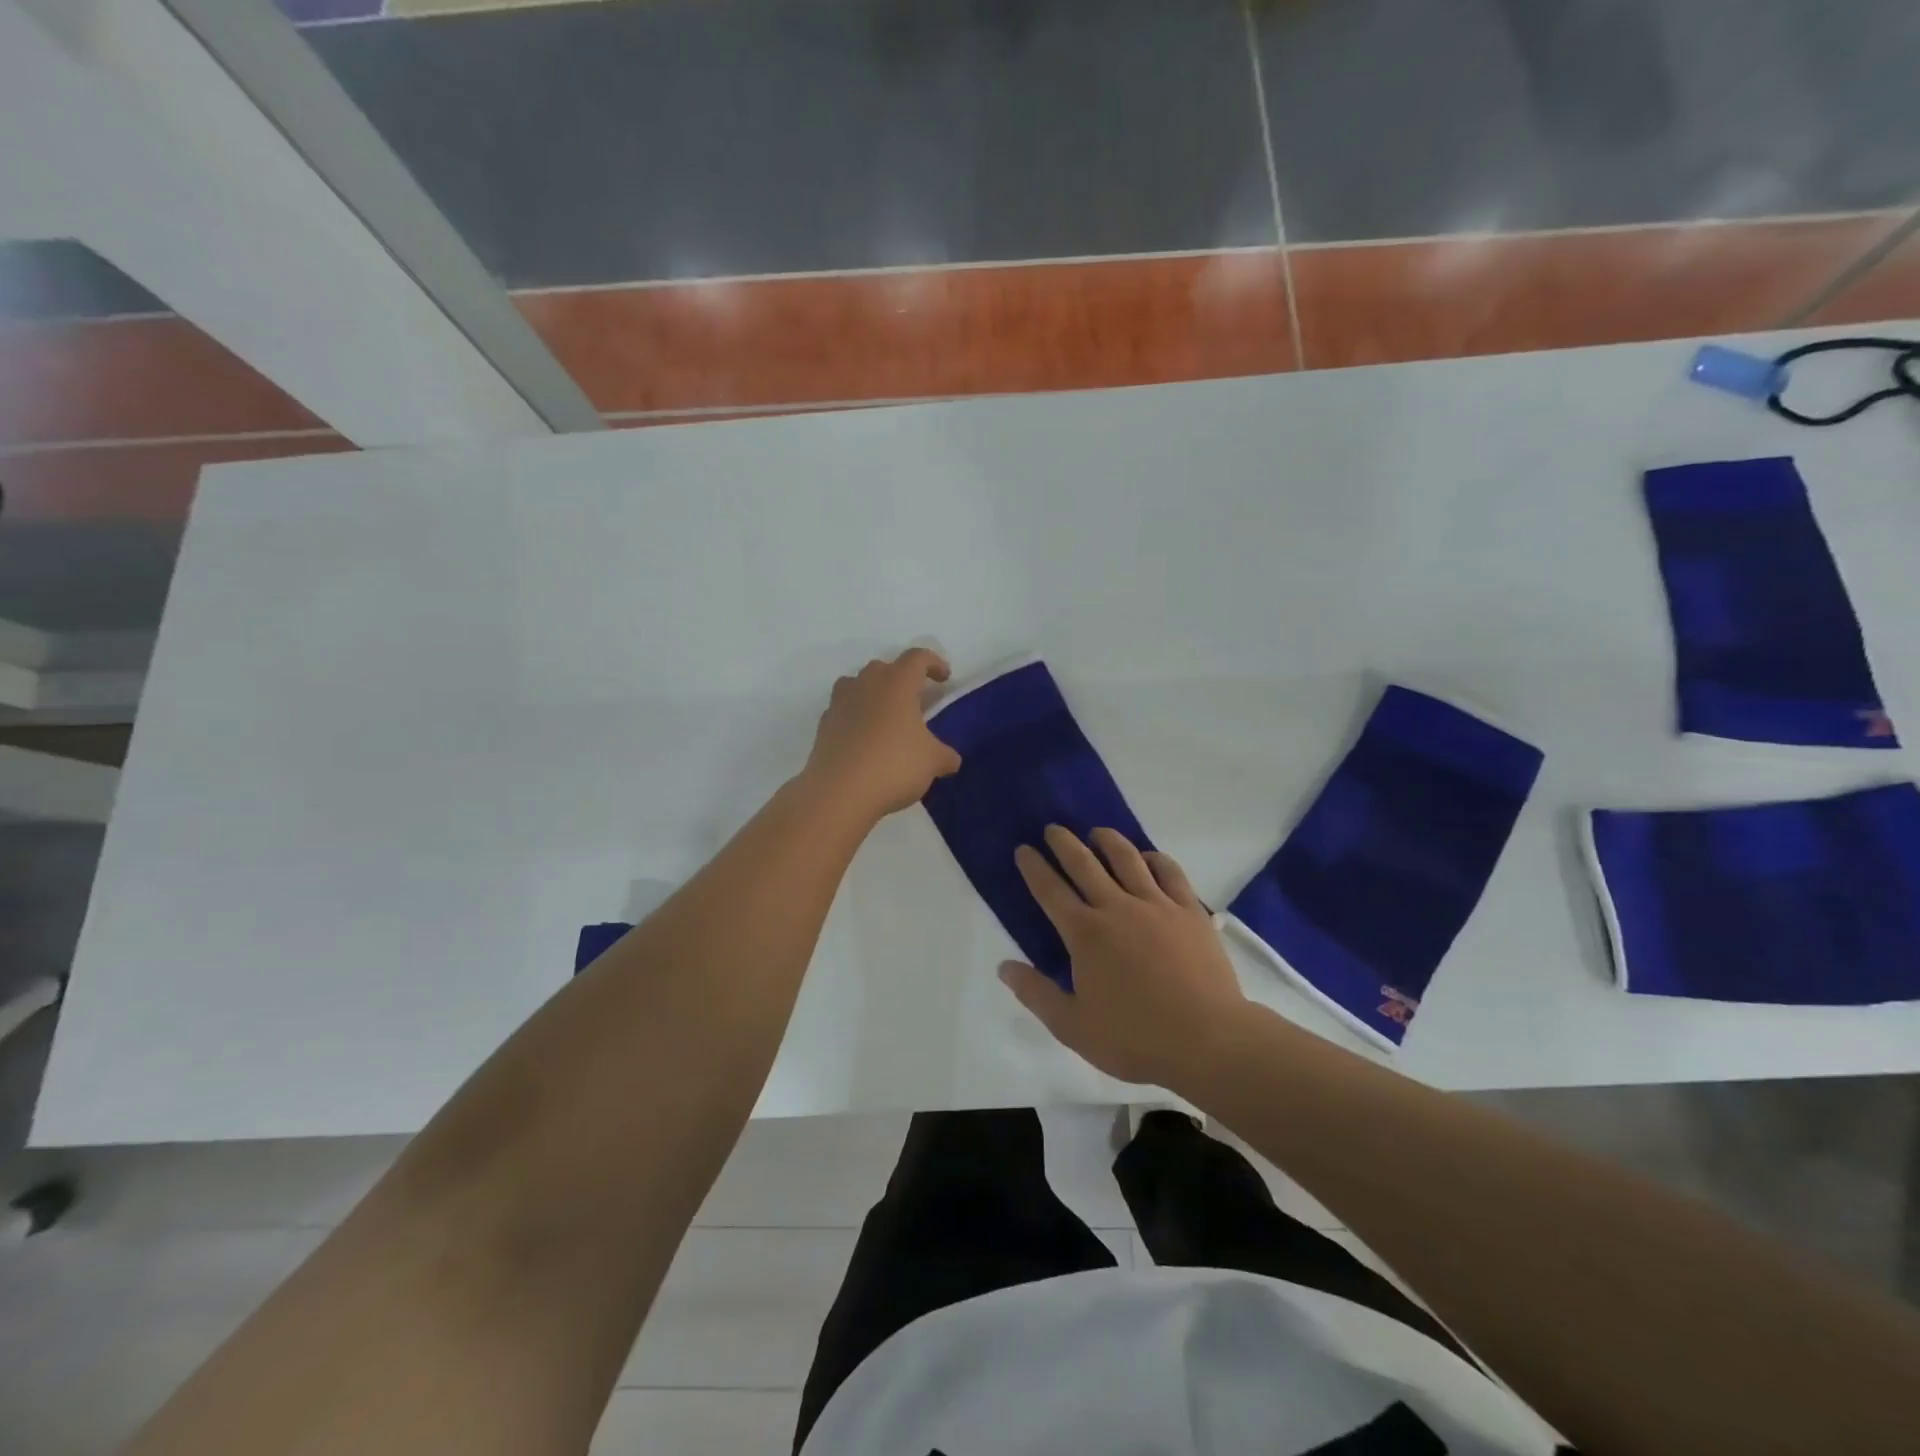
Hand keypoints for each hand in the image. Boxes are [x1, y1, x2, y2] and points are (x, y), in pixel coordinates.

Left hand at [802, 648, 962, 820]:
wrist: (839, 792)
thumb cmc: (894, 766)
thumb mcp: (932, 762)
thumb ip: (945, 755)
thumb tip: (950, 759)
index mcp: (896, 683)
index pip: (917, 658)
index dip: (933, 663)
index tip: (944, 678)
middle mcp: (866, 684)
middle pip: (884, 667)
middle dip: (901, 679)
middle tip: (914, 701)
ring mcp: (840, 703)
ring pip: (857, 684)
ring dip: (873, 694)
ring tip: (886, 717)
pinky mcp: (824, 726)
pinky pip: (843, 711)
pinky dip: (855, 718)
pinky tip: (865, 741)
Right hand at [999, 826, 1247, 1090]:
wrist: (1209, 1041)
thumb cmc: (1135, 1038)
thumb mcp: (1073, 1026)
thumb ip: (1036, 994)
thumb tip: (1004, 966)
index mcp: (1085, 934)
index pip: (1050, 891)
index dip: (1034, 868)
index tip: (1024, 850)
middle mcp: (1117, 908)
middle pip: (1085, 864)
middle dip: (1064, 842)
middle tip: (1053, 828)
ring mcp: (1157, 905)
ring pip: (1127, 859)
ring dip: (1108, 840)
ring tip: (1097, 832)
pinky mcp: (1190, 911)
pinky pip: (1170, 872)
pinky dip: (1155, 858)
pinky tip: (1148, 857)